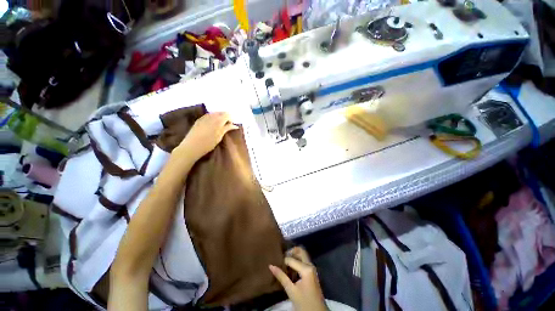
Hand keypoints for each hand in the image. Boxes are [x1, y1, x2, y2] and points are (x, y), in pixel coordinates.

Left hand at [176, 112, 237, 160]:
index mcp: (218, 120)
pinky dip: (212, 118)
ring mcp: (203, 117)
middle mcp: (211, 116)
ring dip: (219, 117)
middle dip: (225, 117)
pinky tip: (212, 125)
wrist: (191, 146)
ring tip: (220, 126)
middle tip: (227, 126)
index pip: (227, 115)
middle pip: (221, 113)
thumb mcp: (219, 136)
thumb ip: (227, 129)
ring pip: (214, 113)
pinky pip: (208, 115)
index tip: (232, 126)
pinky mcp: (198, 120)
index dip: (231, 119)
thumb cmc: (208, 143)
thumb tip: (235, 125)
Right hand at [269, 247, 326, 310]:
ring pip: (302, 255)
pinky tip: (289, 268)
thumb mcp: (291, 290)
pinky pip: (303, 261)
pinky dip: (297, 261)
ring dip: (294, 256)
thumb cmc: (304, 303)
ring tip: (283, 262)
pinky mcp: (311, 272)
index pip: (291, 259)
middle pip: (300, 251)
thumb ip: (281, 276)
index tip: (275, 263)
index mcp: (306, 268)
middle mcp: (310, 265)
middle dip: (290, 252)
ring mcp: (312, 268)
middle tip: (281, 258)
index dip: (282, 261)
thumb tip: (270, 265)